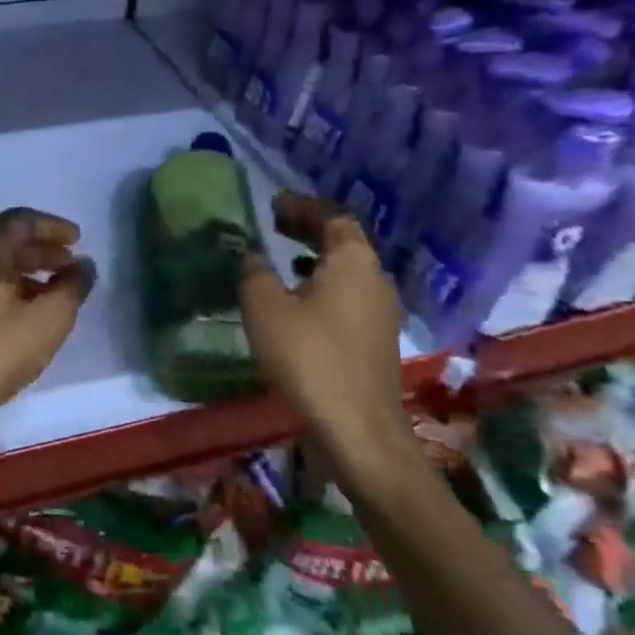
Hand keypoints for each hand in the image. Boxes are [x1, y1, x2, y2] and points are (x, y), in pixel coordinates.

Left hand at [0, 208, 96, 468]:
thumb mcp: (49, 319)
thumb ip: (72, 287)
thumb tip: (84, 265)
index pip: (21, 220)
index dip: (53, 227)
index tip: (78, 239)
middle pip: (4, 239)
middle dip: (39, 249)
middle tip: (68, 263)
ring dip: (22, 269)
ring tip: (51, 290)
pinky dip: (3, 285)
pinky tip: (21, 310)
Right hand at [238, 192, 415, 480]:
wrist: (358, 429)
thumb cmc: (309, 357)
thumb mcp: (265, 307)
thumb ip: (255, 272)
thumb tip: (253, 256)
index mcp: (353, 261)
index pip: (332, 217)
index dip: (303, 207)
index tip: (274, 204)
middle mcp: (375, 280)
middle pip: (343, 242)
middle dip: (309, 230)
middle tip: (275, 225)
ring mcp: (381, 312)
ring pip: (346, 271)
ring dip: (315, 259)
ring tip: (282, 260)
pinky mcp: (376, 341)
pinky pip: (348, 297)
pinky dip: (322, 287)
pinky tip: (298, 305)